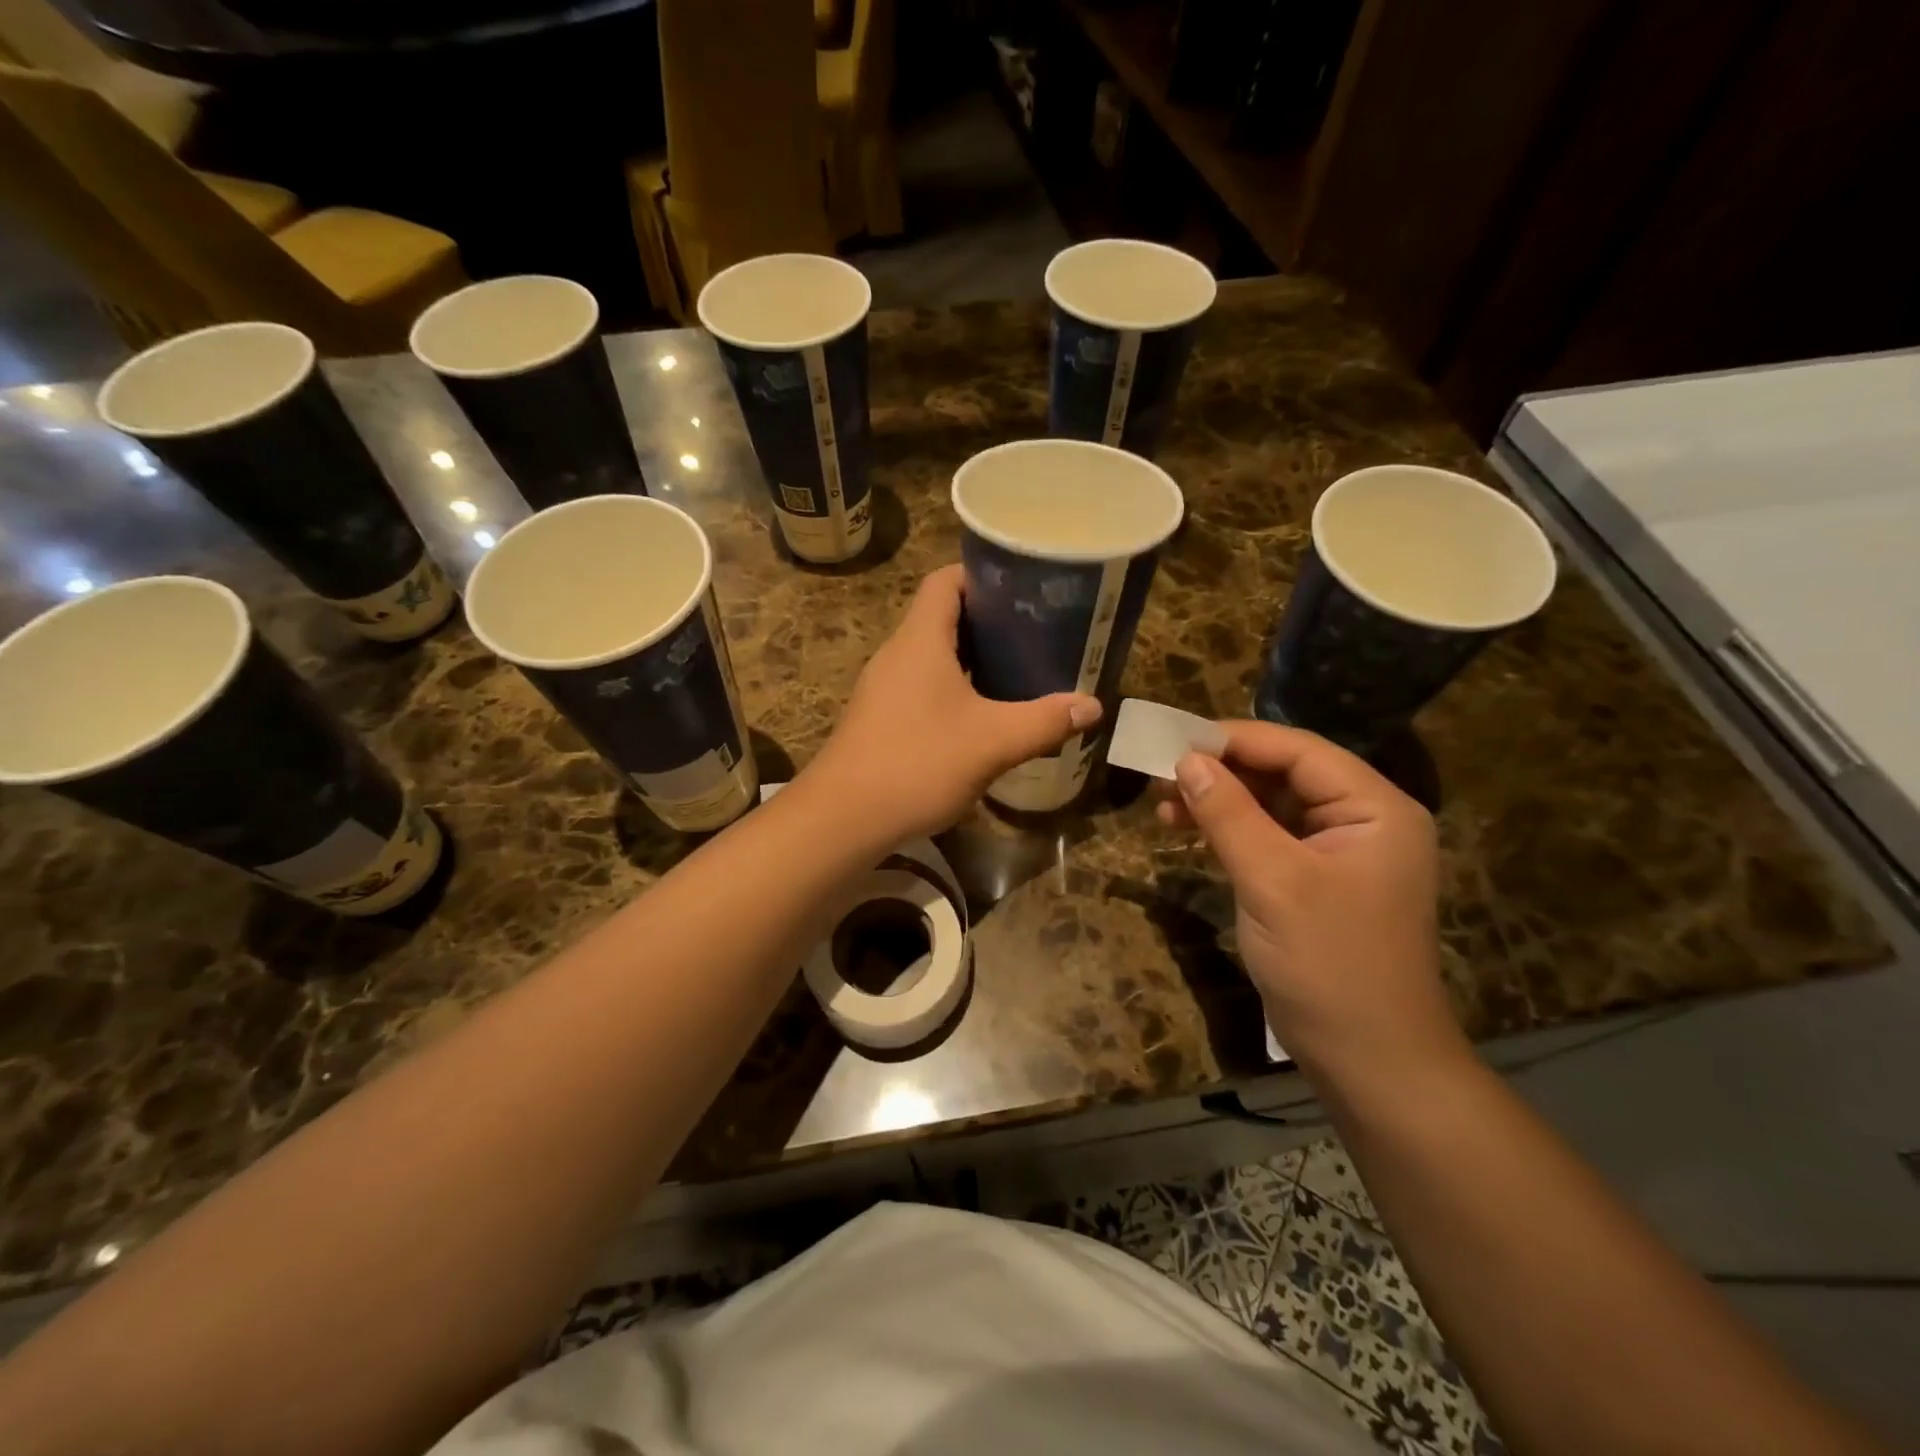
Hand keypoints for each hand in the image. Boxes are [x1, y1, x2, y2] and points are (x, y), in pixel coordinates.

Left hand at [803, 566, 1101, 842]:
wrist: (843, 818)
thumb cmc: (917, 763)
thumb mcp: (992, 742)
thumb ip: (1044, 721)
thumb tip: (1092, 706)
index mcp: (920, 640)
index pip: (945, 580)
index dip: (982, 575)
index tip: (1023, 588)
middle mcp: (897, 654)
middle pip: (941, 616)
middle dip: (987, 620)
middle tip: (1034, 632)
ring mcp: (883, 688)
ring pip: (932, 656)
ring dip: (970, 658)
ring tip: (1016, 670)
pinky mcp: (879, 718)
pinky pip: (921, 686)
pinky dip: (953, 688)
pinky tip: (980, 715)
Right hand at [1159, 722, 1462, 1083]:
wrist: (1369, 1061)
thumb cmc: (1329, 964)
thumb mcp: (1272, 881)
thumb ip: (1228, 814)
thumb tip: (1185, 760)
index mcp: (1374, 808)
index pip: (1298, 750)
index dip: (1235, 740)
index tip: (1173, 741)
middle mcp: (1362, 819)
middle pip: (1284, 773)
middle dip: (1221, 771)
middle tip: (1160, 773)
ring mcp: (1338, 851)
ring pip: (1270, 804)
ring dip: (1218, 801)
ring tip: (1163, 803)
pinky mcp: (1315, 880)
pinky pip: (1267, 837)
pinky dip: (1228, 830)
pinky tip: (1187, 829)